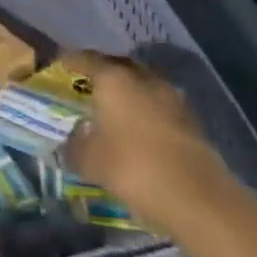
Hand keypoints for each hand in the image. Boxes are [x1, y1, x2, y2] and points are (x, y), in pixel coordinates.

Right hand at [59, 50, 229, 228]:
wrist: (198, 197)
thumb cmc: (134, 168)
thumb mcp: (91, 161)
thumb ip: (74, 146)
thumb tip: (68, 141)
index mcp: (114, 78)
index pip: (85, 58)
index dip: (70, 61)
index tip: (58, 66)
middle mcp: (142, 77)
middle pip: (116, 66)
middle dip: (100, 73)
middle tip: (85, 86)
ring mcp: (170, 96)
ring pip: (140, 84)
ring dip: (126, 92)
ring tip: (111, 109)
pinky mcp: (189, 119)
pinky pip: (157, 105)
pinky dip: (144, 110)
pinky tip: (137, 129)